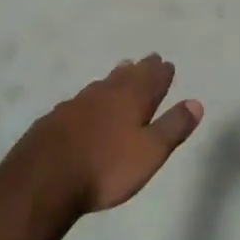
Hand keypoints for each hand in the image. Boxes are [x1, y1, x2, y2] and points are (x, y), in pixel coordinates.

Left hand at [17, 55, 202, 213]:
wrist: (43, 180)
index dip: (162, 72)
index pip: (152, 79)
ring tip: (121, 71)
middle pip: (127, 75)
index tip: (167, 63)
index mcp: (131, 98)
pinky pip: (80, 100)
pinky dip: (91, 97)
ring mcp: (76, 104)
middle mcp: (104, 93)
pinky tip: (85, 104)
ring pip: (102, 84)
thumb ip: (173, 126)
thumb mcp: (150, 152)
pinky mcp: (54, 119)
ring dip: (115, 77)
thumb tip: (196, 102)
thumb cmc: (106, 167)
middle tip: (148, 59)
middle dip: (140, 68)